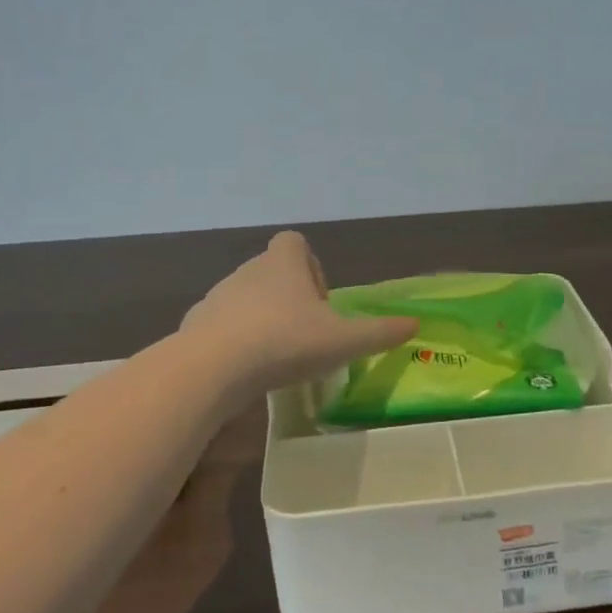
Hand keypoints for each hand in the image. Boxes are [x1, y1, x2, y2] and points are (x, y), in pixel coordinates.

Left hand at [180, 231, 417, 399]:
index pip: (296, 242)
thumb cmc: (285, 342)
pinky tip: (245, 370)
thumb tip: (415, 324)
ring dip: (262, 318)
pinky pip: (222, 324)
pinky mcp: (196, 323)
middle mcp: (248, 270)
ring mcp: (218, 295)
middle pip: (272, 271)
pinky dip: (234, 339)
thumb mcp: (343, 341)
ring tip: (276, 356)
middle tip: (305, 334)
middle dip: (289, 297)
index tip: (320, 301)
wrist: (213, 367)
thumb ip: (379, 333)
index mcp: (283, 263)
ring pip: (246, 298)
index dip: (311, 266)